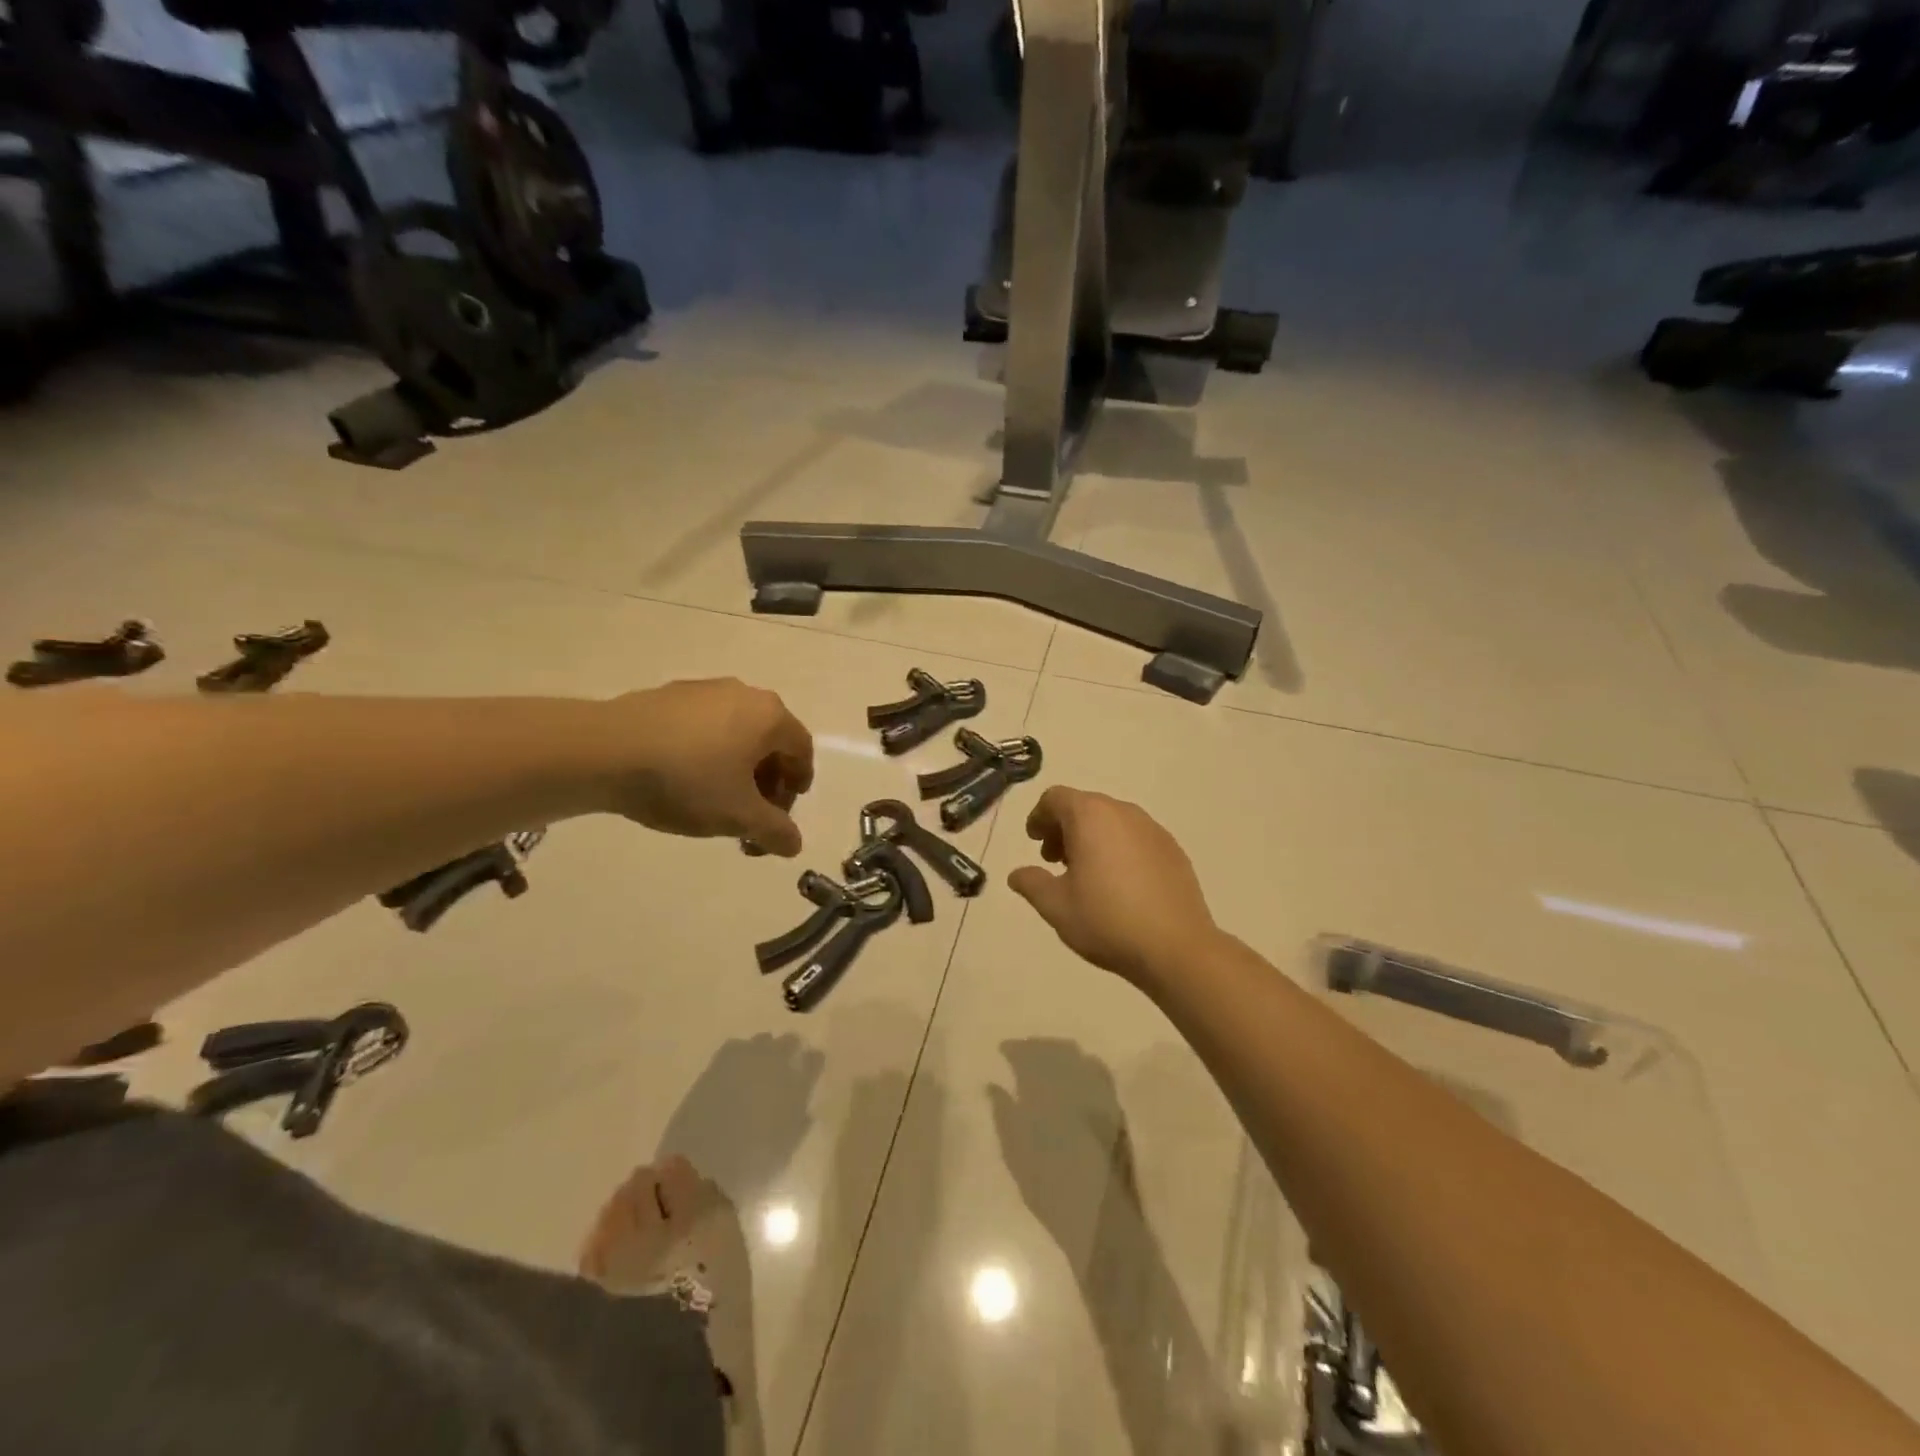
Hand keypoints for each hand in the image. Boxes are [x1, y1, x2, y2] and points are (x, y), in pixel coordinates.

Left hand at [607, 679, 813, 854]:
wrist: (604, 751)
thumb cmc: (687, 781)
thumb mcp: (739, 816)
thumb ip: (775, 831)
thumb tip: (794, 843)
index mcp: (769, 715)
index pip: (802, 749)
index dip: (798, 784)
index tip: (783, 812)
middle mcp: (743, 693)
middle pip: (770, 740)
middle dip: (767, 782)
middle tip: (752, 816)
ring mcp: (703, 691)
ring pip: (736, 733)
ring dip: (737, 769)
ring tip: (716, 803)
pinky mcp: (668, 696)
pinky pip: (703, 727)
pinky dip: (708, 753)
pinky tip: (683, 780)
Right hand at [1008, 787, 1218, 983]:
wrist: (1177, 948)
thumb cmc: (1107, 920)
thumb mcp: (1056, 906)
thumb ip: (1031, 883)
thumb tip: (1017, 874)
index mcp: (1090, 816)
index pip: (1055, 798)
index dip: (1039, 817)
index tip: (1034, 842)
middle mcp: (1123, 812)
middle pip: (1084, 806)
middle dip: (1064, 828)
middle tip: (1054, 861)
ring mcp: (1153, 829)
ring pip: (1112, 821)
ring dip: (1091, 838)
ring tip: (1086, 875)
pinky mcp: (1173, 849)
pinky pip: (1135, 837)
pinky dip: (1118, 848)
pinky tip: (1119, 885)